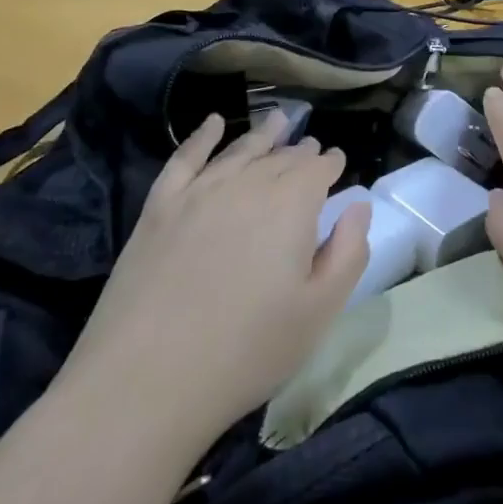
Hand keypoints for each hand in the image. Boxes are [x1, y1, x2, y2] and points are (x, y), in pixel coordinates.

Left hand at [61, 113, 368, 443]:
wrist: (144, 383)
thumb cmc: (246, 351)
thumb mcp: (319, 312)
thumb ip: (349, 252)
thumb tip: (358, 205)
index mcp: (292, 205)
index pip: (319, 169)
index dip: (332, 163)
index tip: (339, 163)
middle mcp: (248, 184)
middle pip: (281, 157)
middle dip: (301, 151)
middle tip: (311, 149)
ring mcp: (199, 192)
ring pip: (240, 150)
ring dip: (263, 134)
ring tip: (278, 120)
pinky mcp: (159, 207)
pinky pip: (185, 158)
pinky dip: (202, 136)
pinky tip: (213, 124)